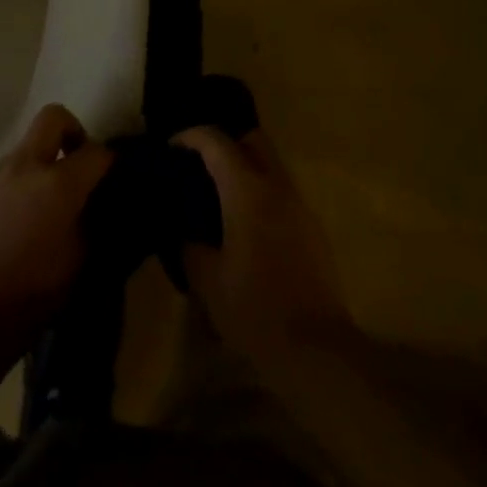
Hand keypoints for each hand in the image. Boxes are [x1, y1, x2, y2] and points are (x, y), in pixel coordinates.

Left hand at [0, 105, 113, 345]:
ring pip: (28, 147)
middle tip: (80, 166)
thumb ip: (92, 224)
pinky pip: (9, 174)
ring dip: (44, 162)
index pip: (96, 152)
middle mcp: (26, 166)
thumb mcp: (79, 264)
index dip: (111, 162)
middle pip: (53, 118)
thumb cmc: (30, 294)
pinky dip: (23, 184)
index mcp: (58, 183)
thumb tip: (97, 207)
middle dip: (73, 132)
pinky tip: (25, 222)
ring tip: (51, 204)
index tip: (115, 179)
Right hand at [173, 126, 356, 375]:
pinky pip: (281, 192)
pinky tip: (245, 225)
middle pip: (252, 139)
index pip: (216, 141)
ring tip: (219, 197)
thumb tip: (184, 231)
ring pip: (270, 164)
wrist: (316, 350)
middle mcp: (276, 186)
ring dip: (245, 168)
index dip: (190, 136)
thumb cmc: (255, 310)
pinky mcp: (312, 227)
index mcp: (247, 191)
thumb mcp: (207, 281)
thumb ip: (190, 246)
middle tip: (200, 164)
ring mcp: (299, 205)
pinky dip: (260, 193)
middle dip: (224, 142)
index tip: (171, 147)